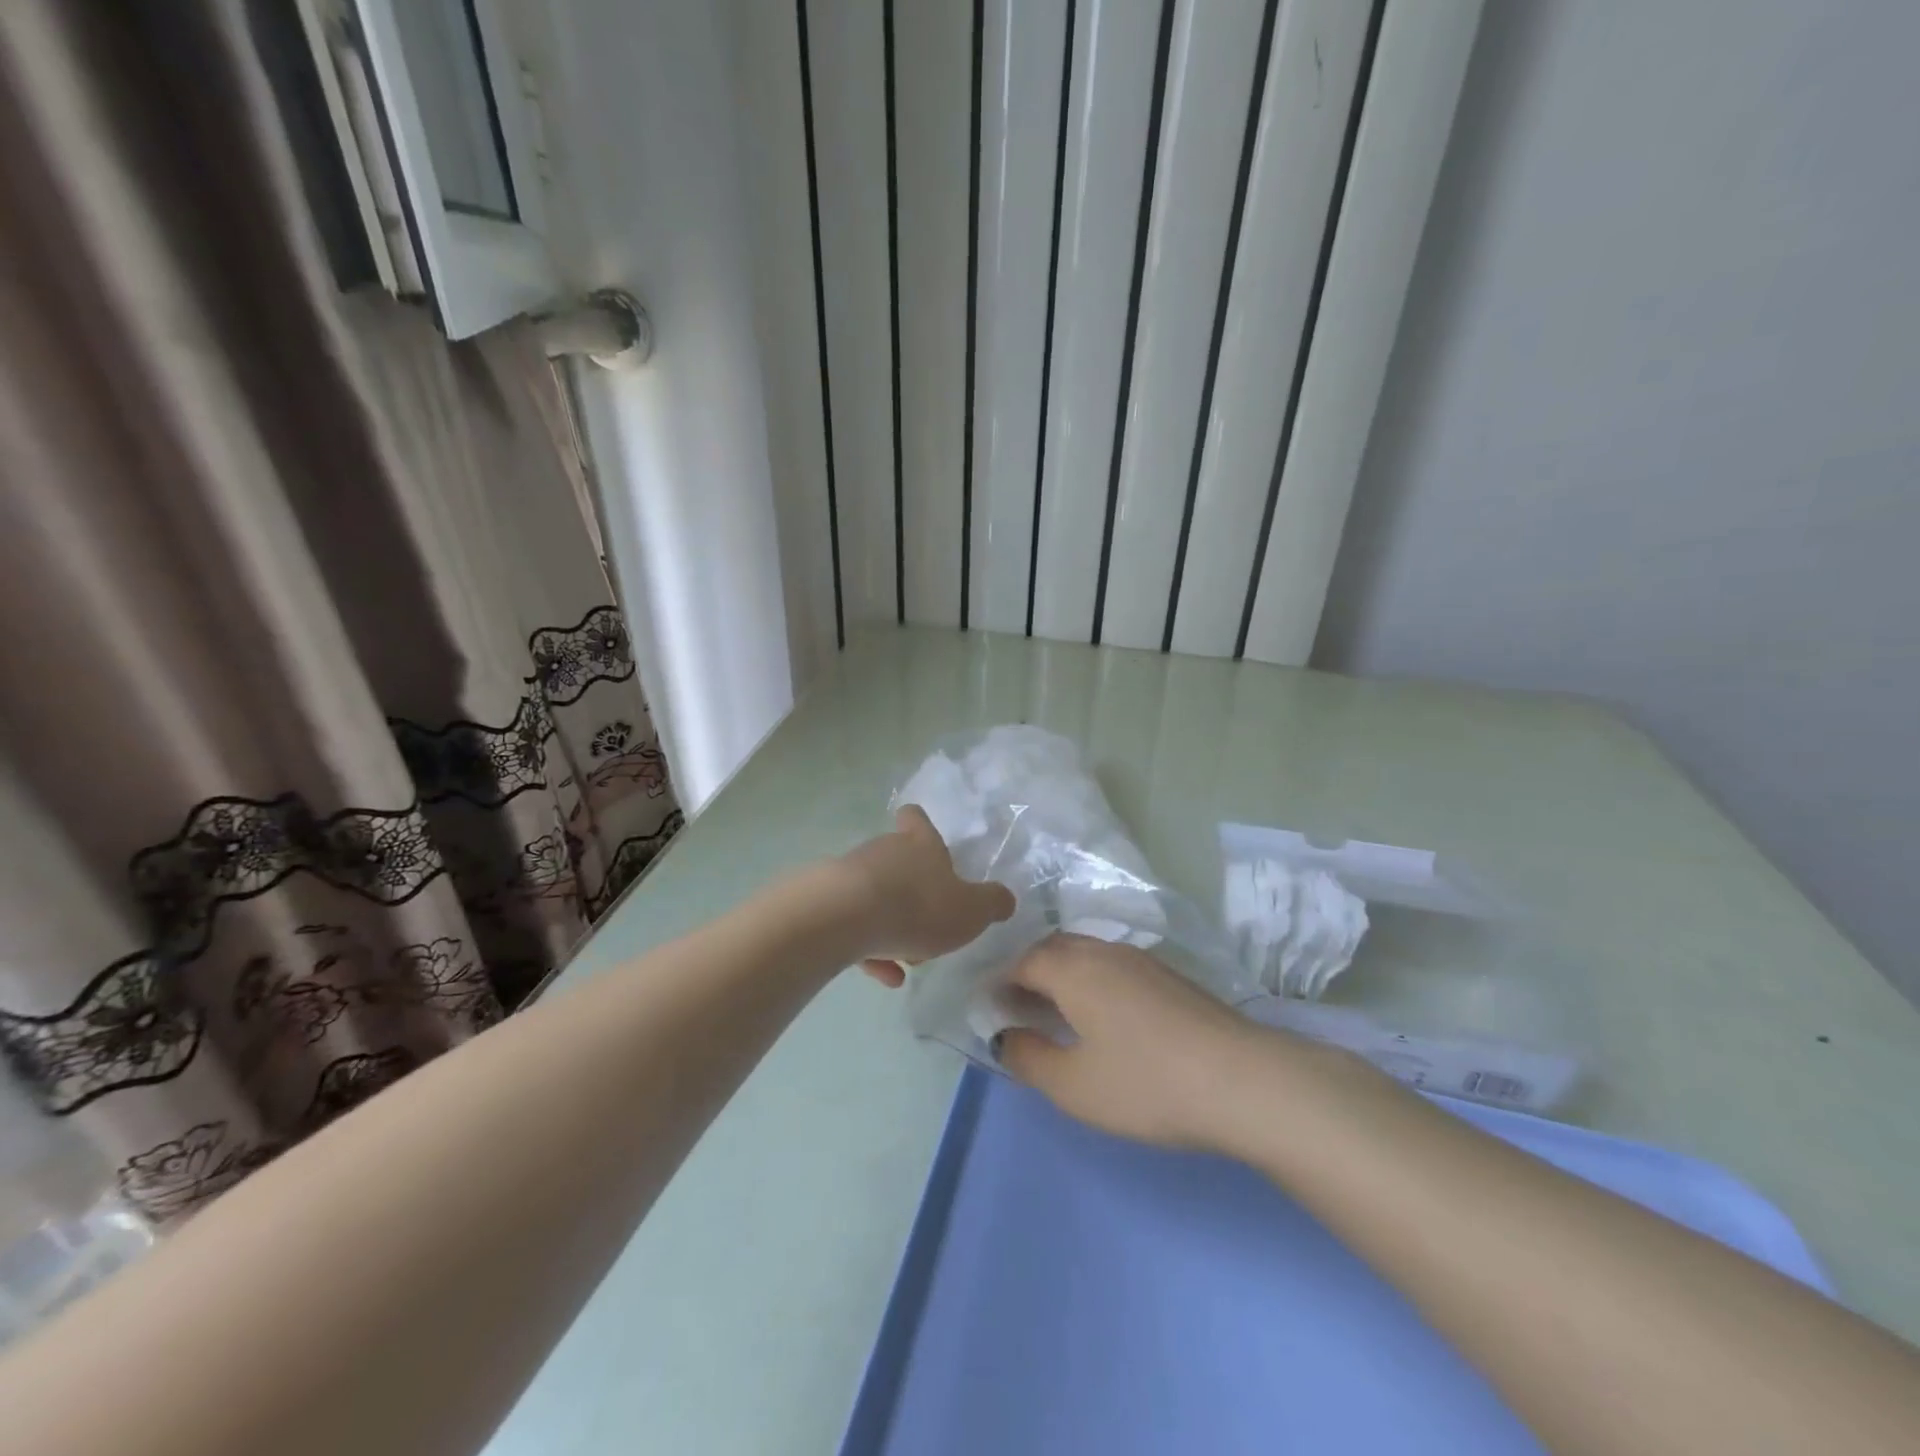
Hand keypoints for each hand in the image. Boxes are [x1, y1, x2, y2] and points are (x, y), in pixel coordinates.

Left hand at [839, 805, 1015, 985]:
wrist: (844, 918)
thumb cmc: (917, 906)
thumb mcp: (971, 911)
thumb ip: (992, 904)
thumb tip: (1005, 899)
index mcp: (920, 844)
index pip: (917, 819)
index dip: (921, 827)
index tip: (926, 841)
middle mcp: (884, 851)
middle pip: (898, 862)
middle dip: (913, 892)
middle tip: (930, 926)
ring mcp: (851, 875)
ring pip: (877, 896)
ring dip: (892, 924)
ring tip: (908, 960)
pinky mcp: (827, 903)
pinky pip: (855, 925)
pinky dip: (871, 948)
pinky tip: (886, 976)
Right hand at [994, 933, 1271, 1150]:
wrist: (1242, 1080)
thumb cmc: (1146, 1083)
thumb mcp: (1074, 1085)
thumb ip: (1029, 1057)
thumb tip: (1005, 1036)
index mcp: (1074, 969)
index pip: (1023, 961)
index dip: (1000, 982)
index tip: (988, 1007)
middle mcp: (1104, 952)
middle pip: (1054, 949)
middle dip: (1029, 972)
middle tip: (1017, 1006)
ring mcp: (1142, 960)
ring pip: (1087, 954)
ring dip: (1062, 975)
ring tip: (1056, 1012)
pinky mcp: (1171, 977)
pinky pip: (1113, 966)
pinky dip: (1092, 982)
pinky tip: (1103, 1017)